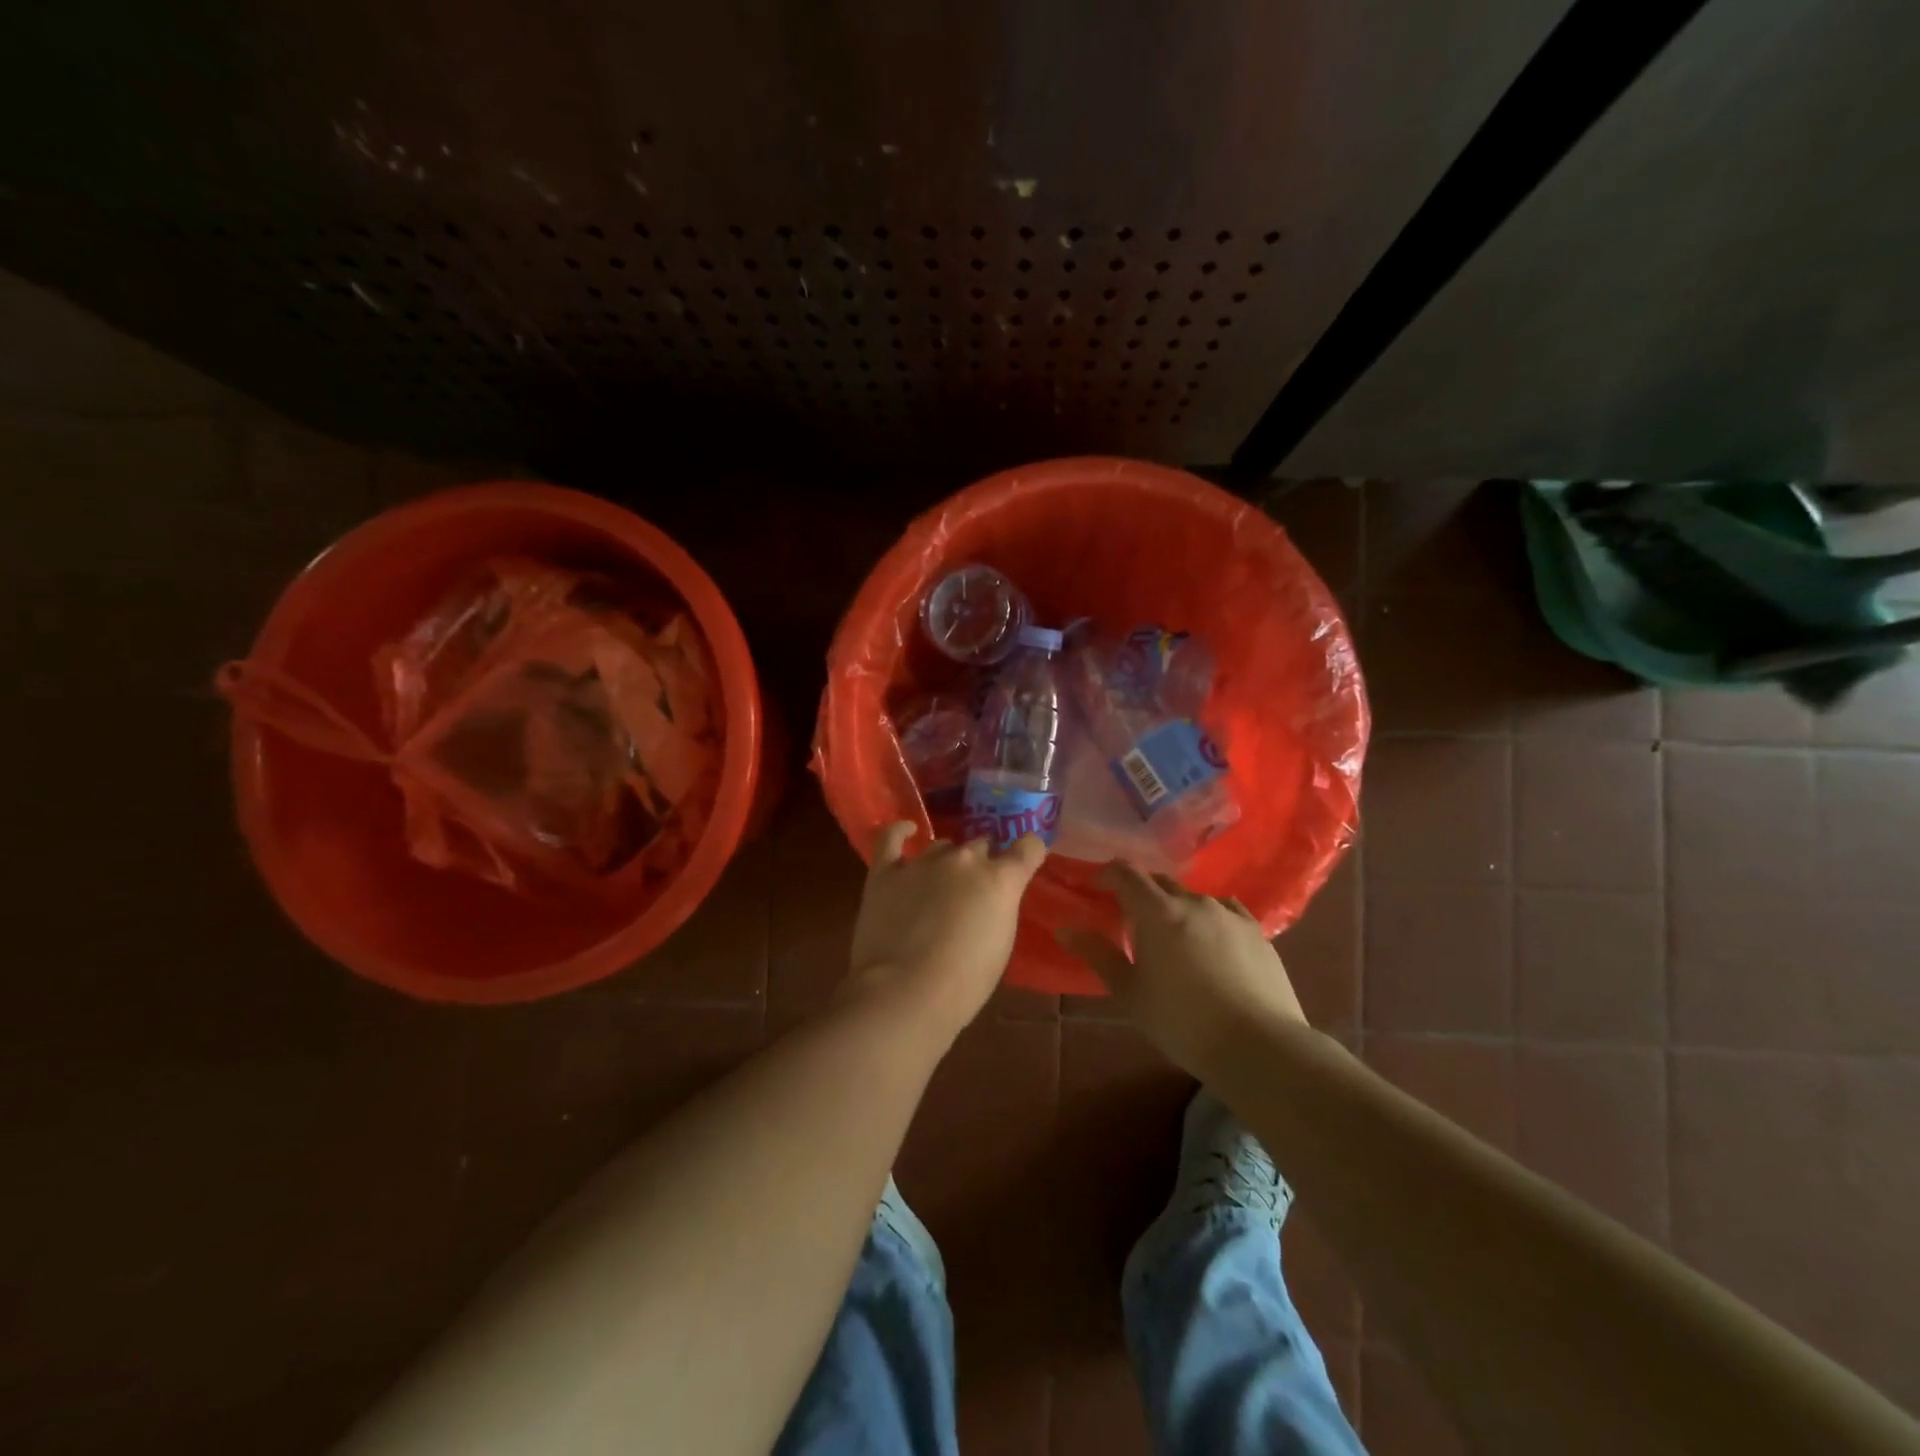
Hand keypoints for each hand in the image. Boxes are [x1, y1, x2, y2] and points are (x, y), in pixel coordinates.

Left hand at [845, 822, 1047, 1039]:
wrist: (905, 992)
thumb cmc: (963, 983)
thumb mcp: (1000, 945)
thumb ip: (999, 908)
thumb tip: (989, 898)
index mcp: (1000, 880)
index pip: (1027, 847)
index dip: (1028, 850)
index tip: (1026, 858)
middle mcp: (964, 860)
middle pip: (980, 846)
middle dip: (980, 865)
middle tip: (972, 893)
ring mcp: (922, 862)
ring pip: (941, 846)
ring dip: (945, 862)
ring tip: (938, 886)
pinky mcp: (885, 872)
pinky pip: (891, 838)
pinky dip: (899, 831)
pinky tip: (906, 831)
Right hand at [1057, 862, 1305, 1076]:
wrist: (1258, 1045)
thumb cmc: (1181, 1021)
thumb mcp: (1130, 992)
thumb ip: (1097, 954)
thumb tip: (1065, 928)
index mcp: (1157, 912)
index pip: (1126, 874)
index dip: (1107, 874)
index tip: (1096, 886)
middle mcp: (1193, 902)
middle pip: (1160, 882)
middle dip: (1141, 893)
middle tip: (1130, 918)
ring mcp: (1229, 914)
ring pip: (1193, 897)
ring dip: (1176, 907)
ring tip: (1173, 936)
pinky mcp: (1256, 931)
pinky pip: (1225, 911)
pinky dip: (1209, 918)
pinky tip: (1211, 940)